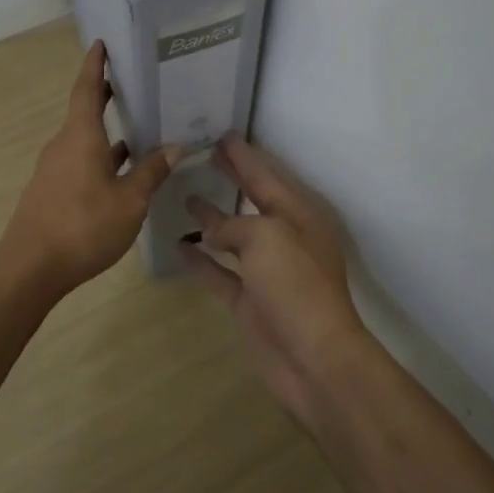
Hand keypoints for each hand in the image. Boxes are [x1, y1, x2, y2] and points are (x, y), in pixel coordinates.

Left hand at [0, 40, 179, 294]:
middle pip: (84, 111)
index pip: (87, 89)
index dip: (95, 65)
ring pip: (84, 139)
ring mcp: (55, 168)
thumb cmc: (83, 226)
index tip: (100, 44)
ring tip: (137, 125)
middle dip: (105, 95)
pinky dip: (101, 156)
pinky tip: (120, 169)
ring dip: (106, 130)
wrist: (31, 267)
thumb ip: (151, 172)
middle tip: (130, 81)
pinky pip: (80, 160)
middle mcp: (64, 145)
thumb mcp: (129, 201)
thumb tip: (175, 146)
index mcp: (81, 136)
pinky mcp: (52, 190)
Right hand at [179, 135, 374, 429]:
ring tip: (186, 195)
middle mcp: (284, 238)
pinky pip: (220, 272)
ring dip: (212, 218)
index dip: (243, 155)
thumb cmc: (295, 285)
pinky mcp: (250, 301)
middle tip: (204, 154)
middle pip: (252, 199)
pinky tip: (180, 245)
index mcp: (298, 215)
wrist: (313, 358)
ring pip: (234, 235)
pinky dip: (202, 260)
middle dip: (231, 178)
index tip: (222, 134)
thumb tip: (211, 231)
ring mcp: (266, 271)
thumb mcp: (266, 236)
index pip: (265, 176)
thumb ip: (234, 225)